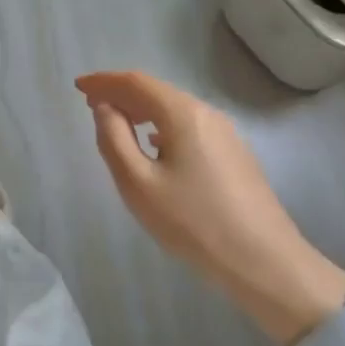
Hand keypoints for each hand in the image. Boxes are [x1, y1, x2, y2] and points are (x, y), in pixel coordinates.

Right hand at [75, 71, 344, 344]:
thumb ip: (114, 138)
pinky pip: (188, 126)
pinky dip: (161, 125)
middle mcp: (206, 113)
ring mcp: (225, 133)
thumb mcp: (138, 184)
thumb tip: (104, 108)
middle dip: (121, 93)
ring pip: (174, 108)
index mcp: (182, 114)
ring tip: (117, 122)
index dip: (104, 81)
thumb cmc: (194, 223)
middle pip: (156, 91)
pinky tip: (154, 146)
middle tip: (91, 104)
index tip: (78, 86)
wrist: (266, 264)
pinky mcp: (234, 154)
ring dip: (141, 109)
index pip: (135, 83)